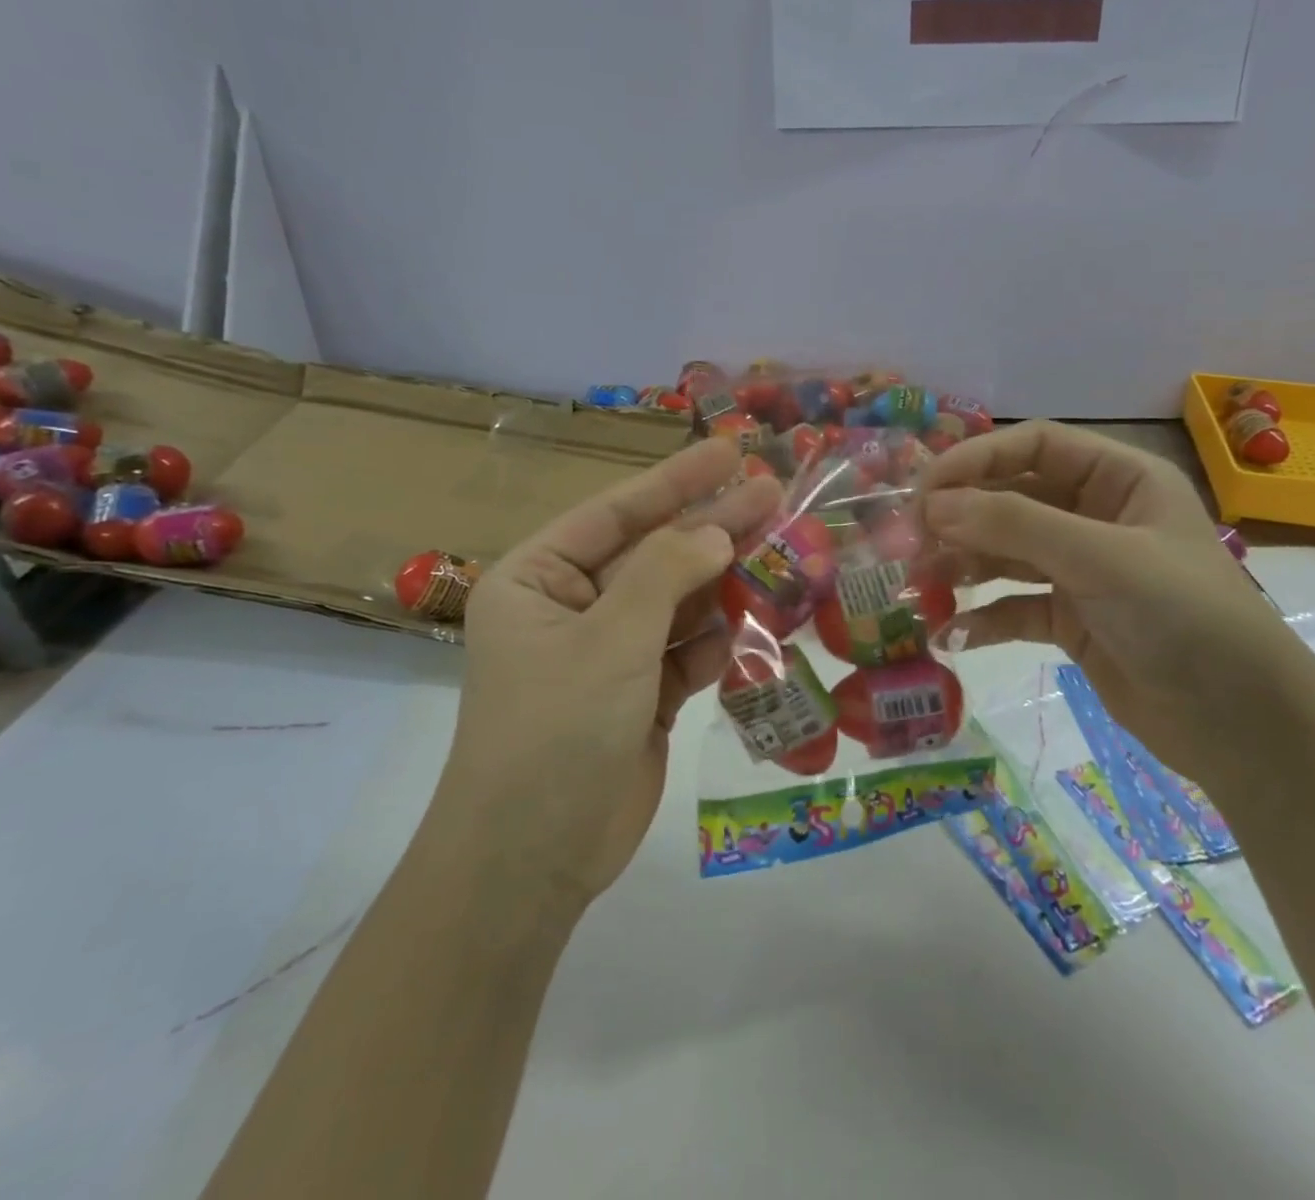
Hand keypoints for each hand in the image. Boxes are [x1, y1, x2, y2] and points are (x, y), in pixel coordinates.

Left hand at [441, 438, 781, 910]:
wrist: (532, 862)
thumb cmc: (556, 731)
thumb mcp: (610, 640)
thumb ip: (666, 574)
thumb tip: (717, 530)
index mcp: (538, 581)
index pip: (615, 514)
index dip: (675, 481)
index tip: (729, 452)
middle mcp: (571, 608)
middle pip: (654, 554)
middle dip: (712, 527)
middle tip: (774, 493)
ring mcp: (608, 653)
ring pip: (677, 602)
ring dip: (724, 583)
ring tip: (782, 552)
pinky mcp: (640, 694)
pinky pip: (687, 649)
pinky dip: (718, 638)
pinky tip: (757, 620)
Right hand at [919, 421, 1313, 792]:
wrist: (1246, 728)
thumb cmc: (1185, 618)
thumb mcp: (1101, 560)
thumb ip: (1015, 525)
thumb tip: (933, 505)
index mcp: (1120, 480)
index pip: (1034, 446)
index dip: (976, 459)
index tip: (924, 490)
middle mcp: (1098, 517)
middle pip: (1012, 499)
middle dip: (961, 518)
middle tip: (908, 542)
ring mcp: (1083, 571)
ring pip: (1007, 553)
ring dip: (962, 566)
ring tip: (918, 586)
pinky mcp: (1073, 621)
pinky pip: (1015, 607)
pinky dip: (983, 618)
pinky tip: (951, 634)